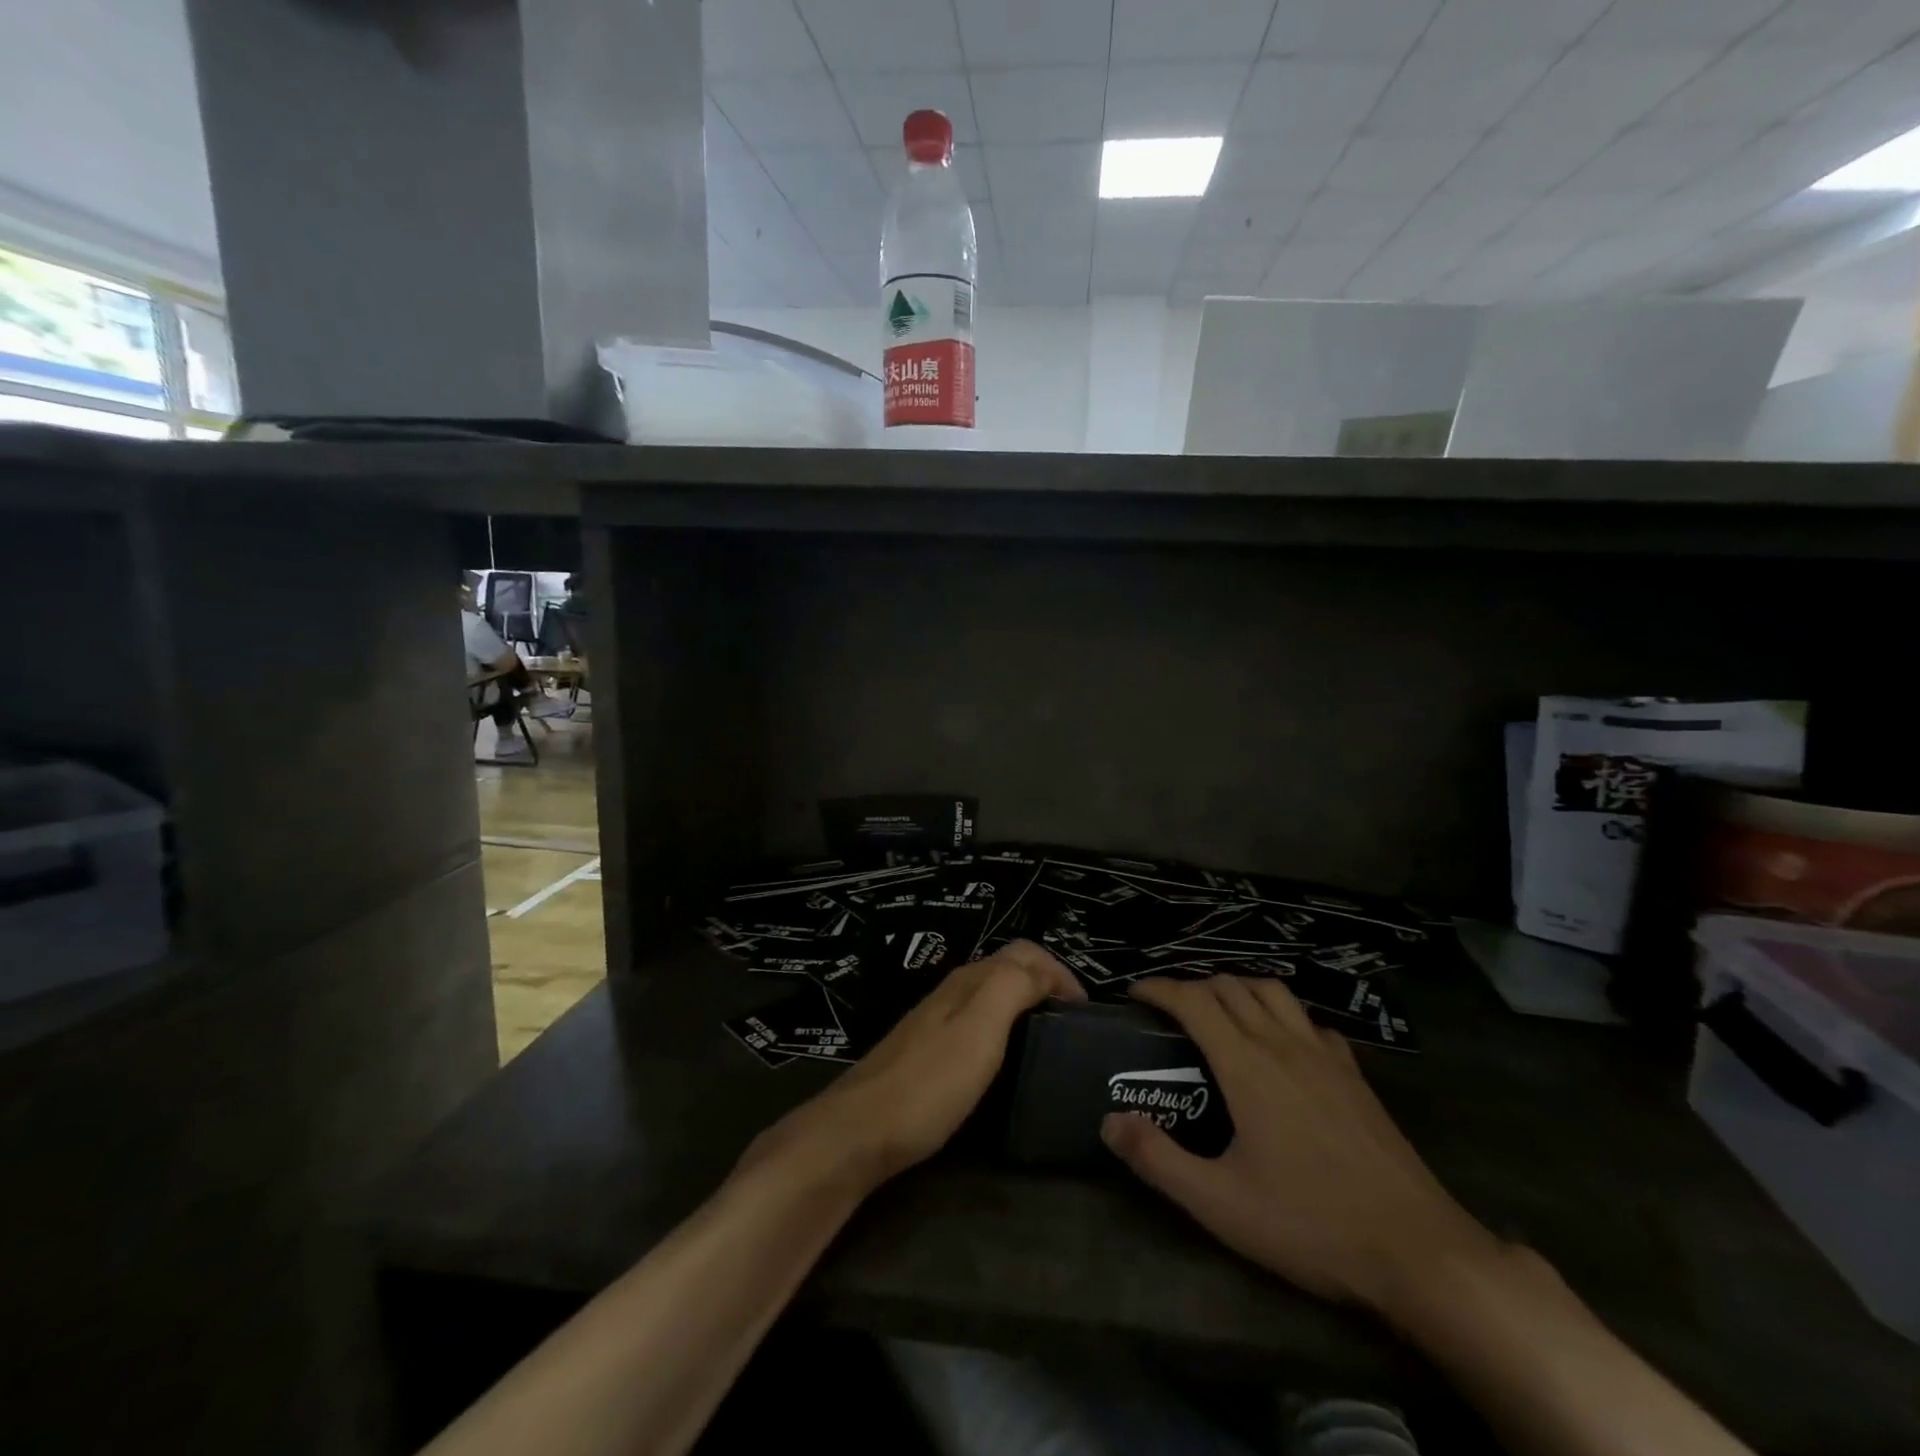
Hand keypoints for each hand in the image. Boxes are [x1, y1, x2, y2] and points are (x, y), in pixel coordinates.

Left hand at [745, 940, 1085, 1190]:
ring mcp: (936, 1022)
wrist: (859, 1131)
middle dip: (1045, 985)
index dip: (1061, 972)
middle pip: (1007, 969)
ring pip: (991, 996)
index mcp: (969, 981)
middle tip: (1072, 1027)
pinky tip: (1007, 1062)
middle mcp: (952, 991)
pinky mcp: (927, 1052)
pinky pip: (976, 1024)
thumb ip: (1012, 987)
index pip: (1025, 952)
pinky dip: (1004, 1030)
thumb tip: (1044, 970)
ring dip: (1025, 1006)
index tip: (1086, 1013)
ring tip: (1049, 1044)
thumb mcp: (979, 1029)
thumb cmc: (928, 1083)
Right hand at [1101, 976, 1500, 1318]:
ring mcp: (1325, 1056)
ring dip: (1238, 989)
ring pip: (1274, 992)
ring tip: (1220, 1013)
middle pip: (1231, 986)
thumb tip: (1108, 1121)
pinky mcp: (1355, 1075)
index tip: (1134, 994)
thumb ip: (1157, 1159)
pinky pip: (1311, 1022)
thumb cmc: (1311, 1224)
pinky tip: (1283, 1045)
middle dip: (1192, 986)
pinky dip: (1284, 1016)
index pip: (1193, 999)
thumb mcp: (1220, 1203)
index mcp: (1246, 1065)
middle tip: (1169, 1011)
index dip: (1159, 988)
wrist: (1419, 1252)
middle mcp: (1283, 1044)